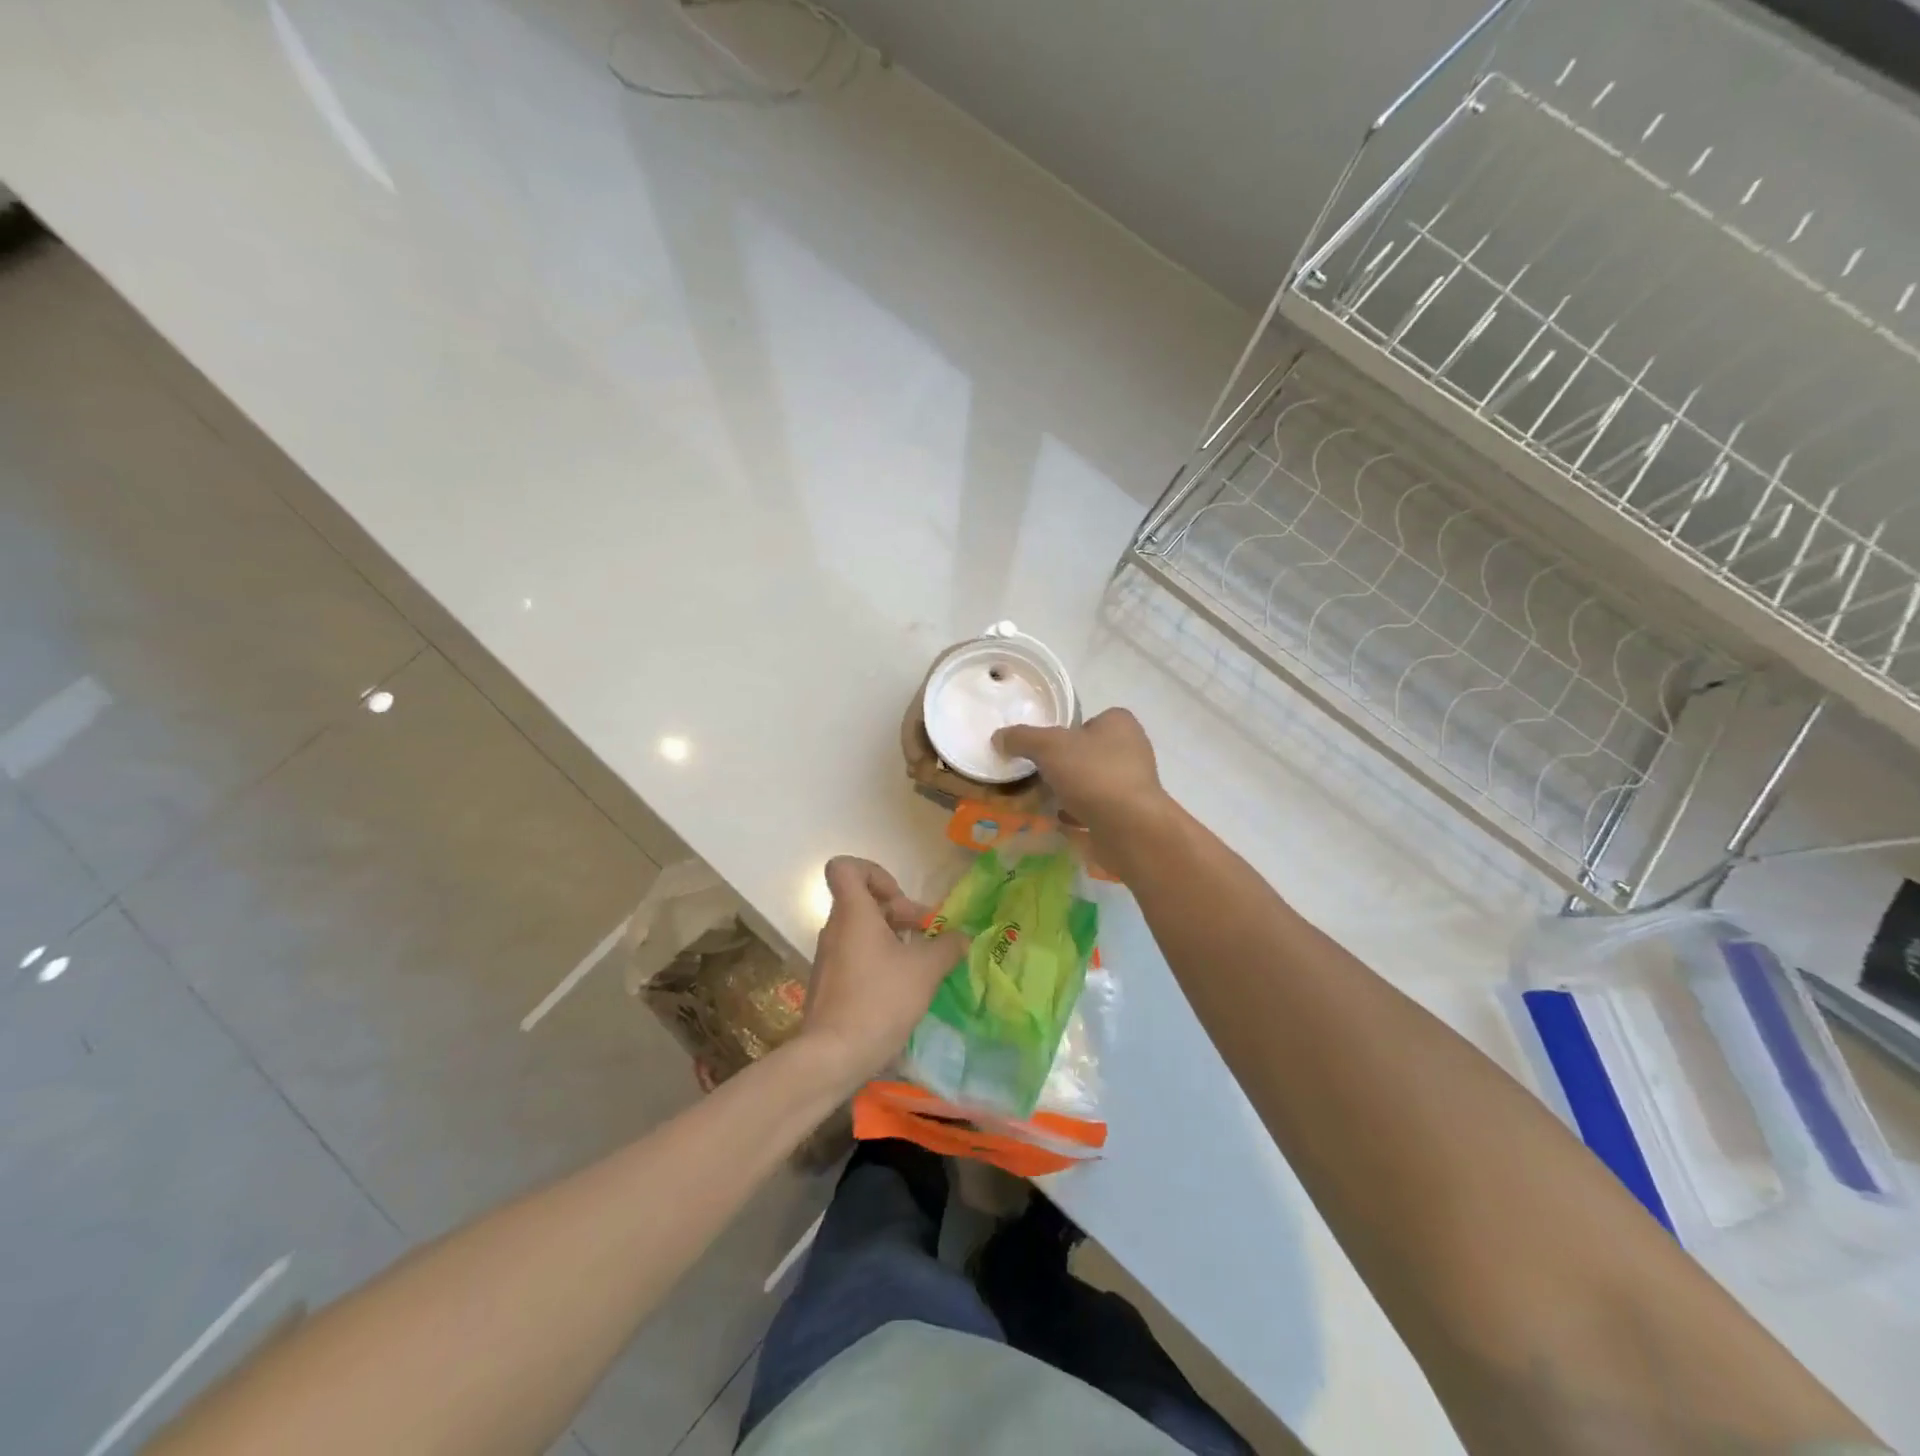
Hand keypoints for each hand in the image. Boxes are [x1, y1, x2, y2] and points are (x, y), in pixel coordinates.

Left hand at [797, 857, 968, 1086]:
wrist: (832, 1056)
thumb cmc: (879, 1000)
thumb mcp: (925, 970)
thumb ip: (947, 946)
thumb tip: (962, 937)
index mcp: (853, 913)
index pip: (845, 867)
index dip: (874, 872)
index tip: (898, 898)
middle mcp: (835, 929)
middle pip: (863, 900)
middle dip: (898, 911)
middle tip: (926, 935)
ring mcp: (829, 958)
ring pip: (862, 931)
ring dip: (892, 938)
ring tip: (921, 963)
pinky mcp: (829, 984)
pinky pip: (856, 957)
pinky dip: (879, 961)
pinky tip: (902, 988)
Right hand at [995, 709, 1170, 850]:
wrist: (1129, 828)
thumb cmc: (1093, 774)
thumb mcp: (1048, 747)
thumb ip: (1022, 738)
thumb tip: (998, 737)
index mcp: (1120, 723)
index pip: (1089, 720)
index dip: (1066, 732)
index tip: (1045, 748)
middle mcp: (1133, 749)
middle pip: (1088, 752)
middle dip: (1065, 764)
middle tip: (1038, 775)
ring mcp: (1134, 783)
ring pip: (1092, 781)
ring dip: (1070, 790)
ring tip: (1043, 800)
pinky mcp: (1131, 813)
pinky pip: (1097, 807)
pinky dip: (1079, 813)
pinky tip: (1059, 820)